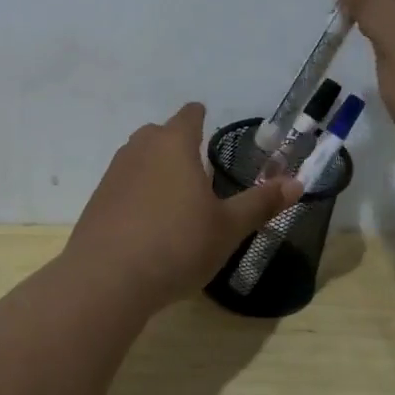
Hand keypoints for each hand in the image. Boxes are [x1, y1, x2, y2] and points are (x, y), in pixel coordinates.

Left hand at [66, 103, 303, 311]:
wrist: (107, 278)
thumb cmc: (177, 244)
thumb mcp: (228, 228)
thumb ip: (261, 203)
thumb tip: (297, 183)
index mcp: (174, 145)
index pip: (188, 115)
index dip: (200, 117)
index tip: (208, 123)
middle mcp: (140, 150)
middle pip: (159, 133)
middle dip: (177, 143)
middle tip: (198, 167)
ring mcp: (114, 174)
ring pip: (138, 158)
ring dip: (156, 168)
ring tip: (175, 195)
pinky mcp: (97, 201)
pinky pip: (124, 185)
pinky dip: (137, 193)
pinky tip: (148, 221)